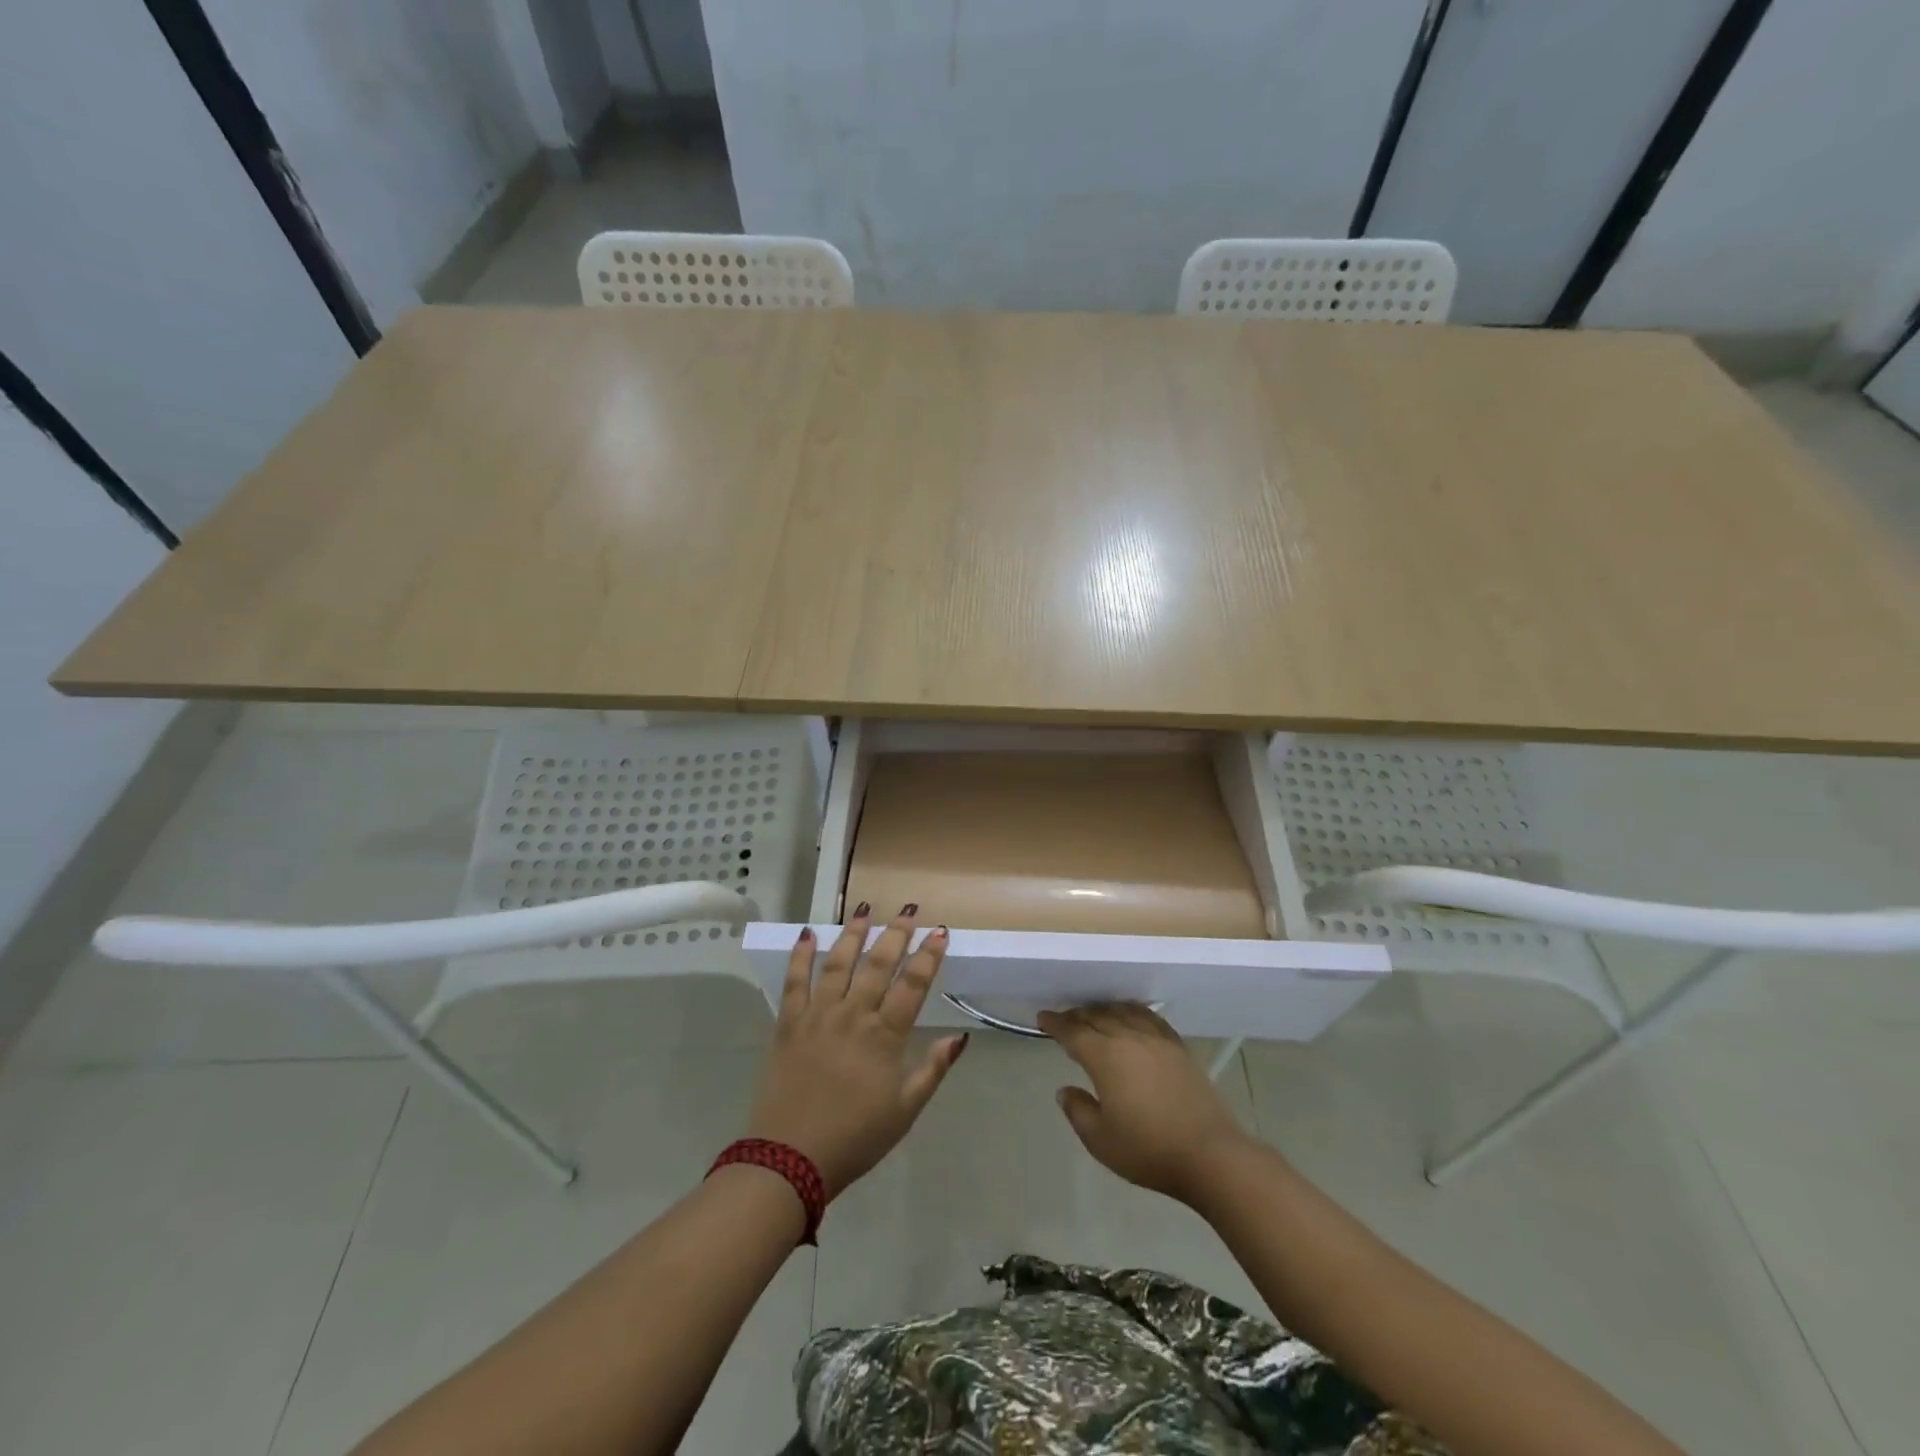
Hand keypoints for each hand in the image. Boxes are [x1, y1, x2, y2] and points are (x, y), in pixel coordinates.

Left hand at [745, 905, 966, 1196]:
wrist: (789, 1160)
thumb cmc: (855, 1138)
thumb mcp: (905, 1111)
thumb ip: (932, 1070)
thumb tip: (960, 1037)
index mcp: (884, 1036)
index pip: (913, 985)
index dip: (928, 956)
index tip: (939, 932)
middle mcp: (852, 1015)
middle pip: (878, 965)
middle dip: (895, 934)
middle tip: (907, 909)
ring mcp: (817, 1015)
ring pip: (838, 963)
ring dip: (853, 933)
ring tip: (864, 909)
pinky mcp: (788, 1023)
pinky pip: (794, 981)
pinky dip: (800, 956)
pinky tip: (806, 934)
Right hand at [1039, 1003, 1252, 1204]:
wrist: (1210, 1155)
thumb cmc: (1149, 1150)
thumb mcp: (1101, 1140)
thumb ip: (1078, 1111)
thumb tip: (1065, 1089)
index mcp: (1105, 1057)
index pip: (1073, 1032)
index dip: (1056, 1024)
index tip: (1043, 1018)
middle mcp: (1129, 1037)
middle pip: (1097, 1016)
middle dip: (1077, 1015)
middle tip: (1064, 1019)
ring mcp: (1157, 1039)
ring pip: (1123, 1011)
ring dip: (1103, 1010)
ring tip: (1094, 1015)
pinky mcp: (1178, 1047)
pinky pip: (1149, 1017)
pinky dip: (1133, 1011)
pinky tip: (1131, 1017)